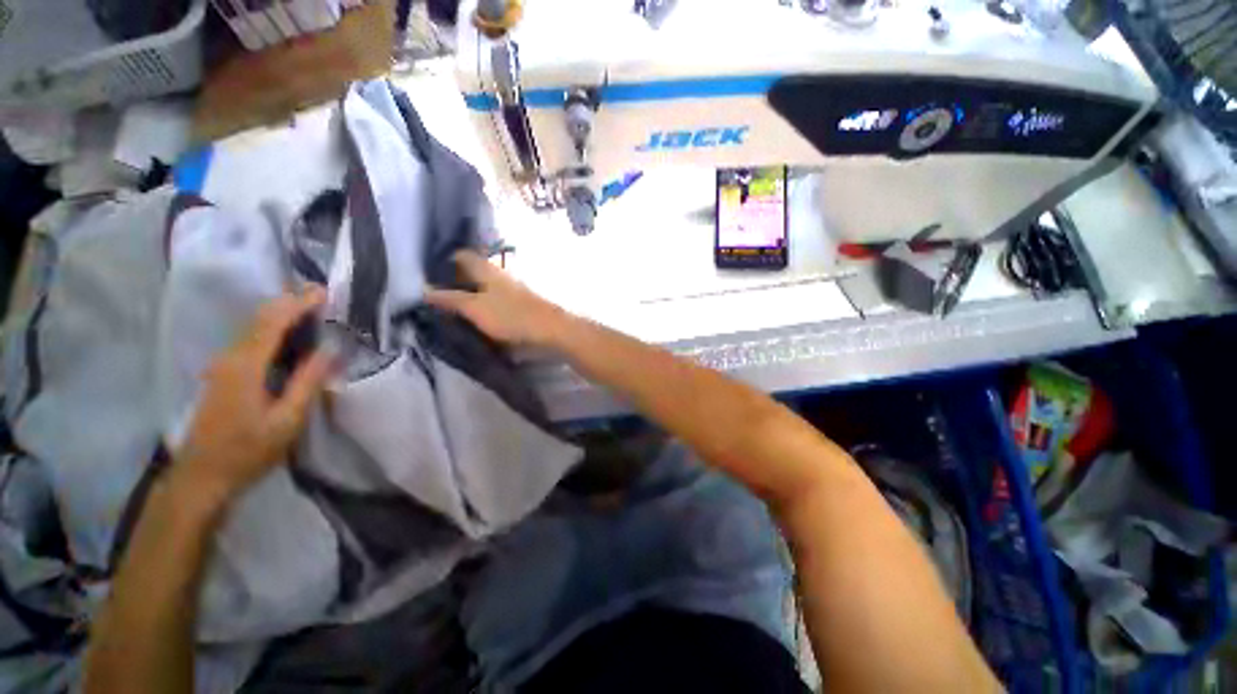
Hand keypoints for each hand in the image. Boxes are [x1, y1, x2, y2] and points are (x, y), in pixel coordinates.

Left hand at [173, 288, 334, 500]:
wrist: (202, 476)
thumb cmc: (248, 450)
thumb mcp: (287, 420)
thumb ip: (308, 382)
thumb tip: (329, 350)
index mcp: (245, 365)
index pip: (273, 322)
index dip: (298, 303)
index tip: (324, 291)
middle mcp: (230, 357)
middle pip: (259, 318)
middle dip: (289, 302)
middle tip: (320, 294)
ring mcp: (222, 365)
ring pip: (253, 327)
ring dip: (280, 313)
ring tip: (310, 309)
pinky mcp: (223, 375)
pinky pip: (249, 340)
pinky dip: (271, 328)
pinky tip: (288, 335)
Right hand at [425, 250, 570, 346]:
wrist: (551, 331)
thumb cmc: (511, 316)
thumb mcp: (475, 308)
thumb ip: (450, 299)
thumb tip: (423, 289)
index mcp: (487, 270)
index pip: (461, 255)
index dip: (443, 261)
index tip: (426, 276)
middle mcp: (499, 275)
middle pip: (471, 272)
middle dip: (453, 282)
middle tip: (433, 298)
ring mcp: (511, 291)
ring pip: (482, 288)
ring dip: (467, 297)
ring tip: (449, 311)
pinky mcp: (518, 306)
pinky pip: (493, 302)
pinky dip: (481, 308)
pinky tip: (474, 321)